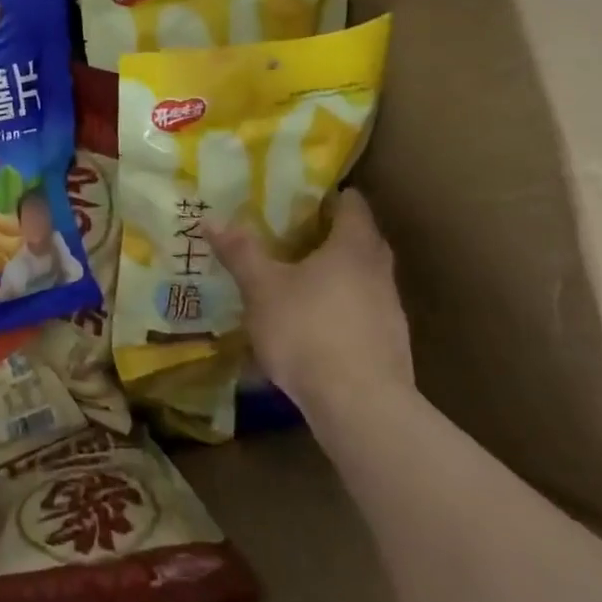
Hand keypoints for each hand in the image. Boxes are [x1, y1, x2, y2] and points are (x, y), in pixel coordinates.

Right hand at [210, 188, 412, 422]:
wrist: (360, 406)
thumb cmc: (308, 330)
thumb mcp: (262, 287)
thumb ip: (240, 252)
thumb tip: (212, 218)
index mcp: (353, 247)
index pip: (352, 205)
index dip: (329, 195)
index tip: (300, 194)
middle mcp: (379, 272)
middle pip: (360, 240)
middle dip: (330, 234)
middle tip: (291, 232)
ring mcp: (389, 311)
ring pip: (362, 278)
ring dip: (335, 273)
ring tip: (297, 278)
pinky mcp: (389, 346)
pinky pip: (361, 311)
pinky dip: (339, 307)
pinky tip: (311, 323)